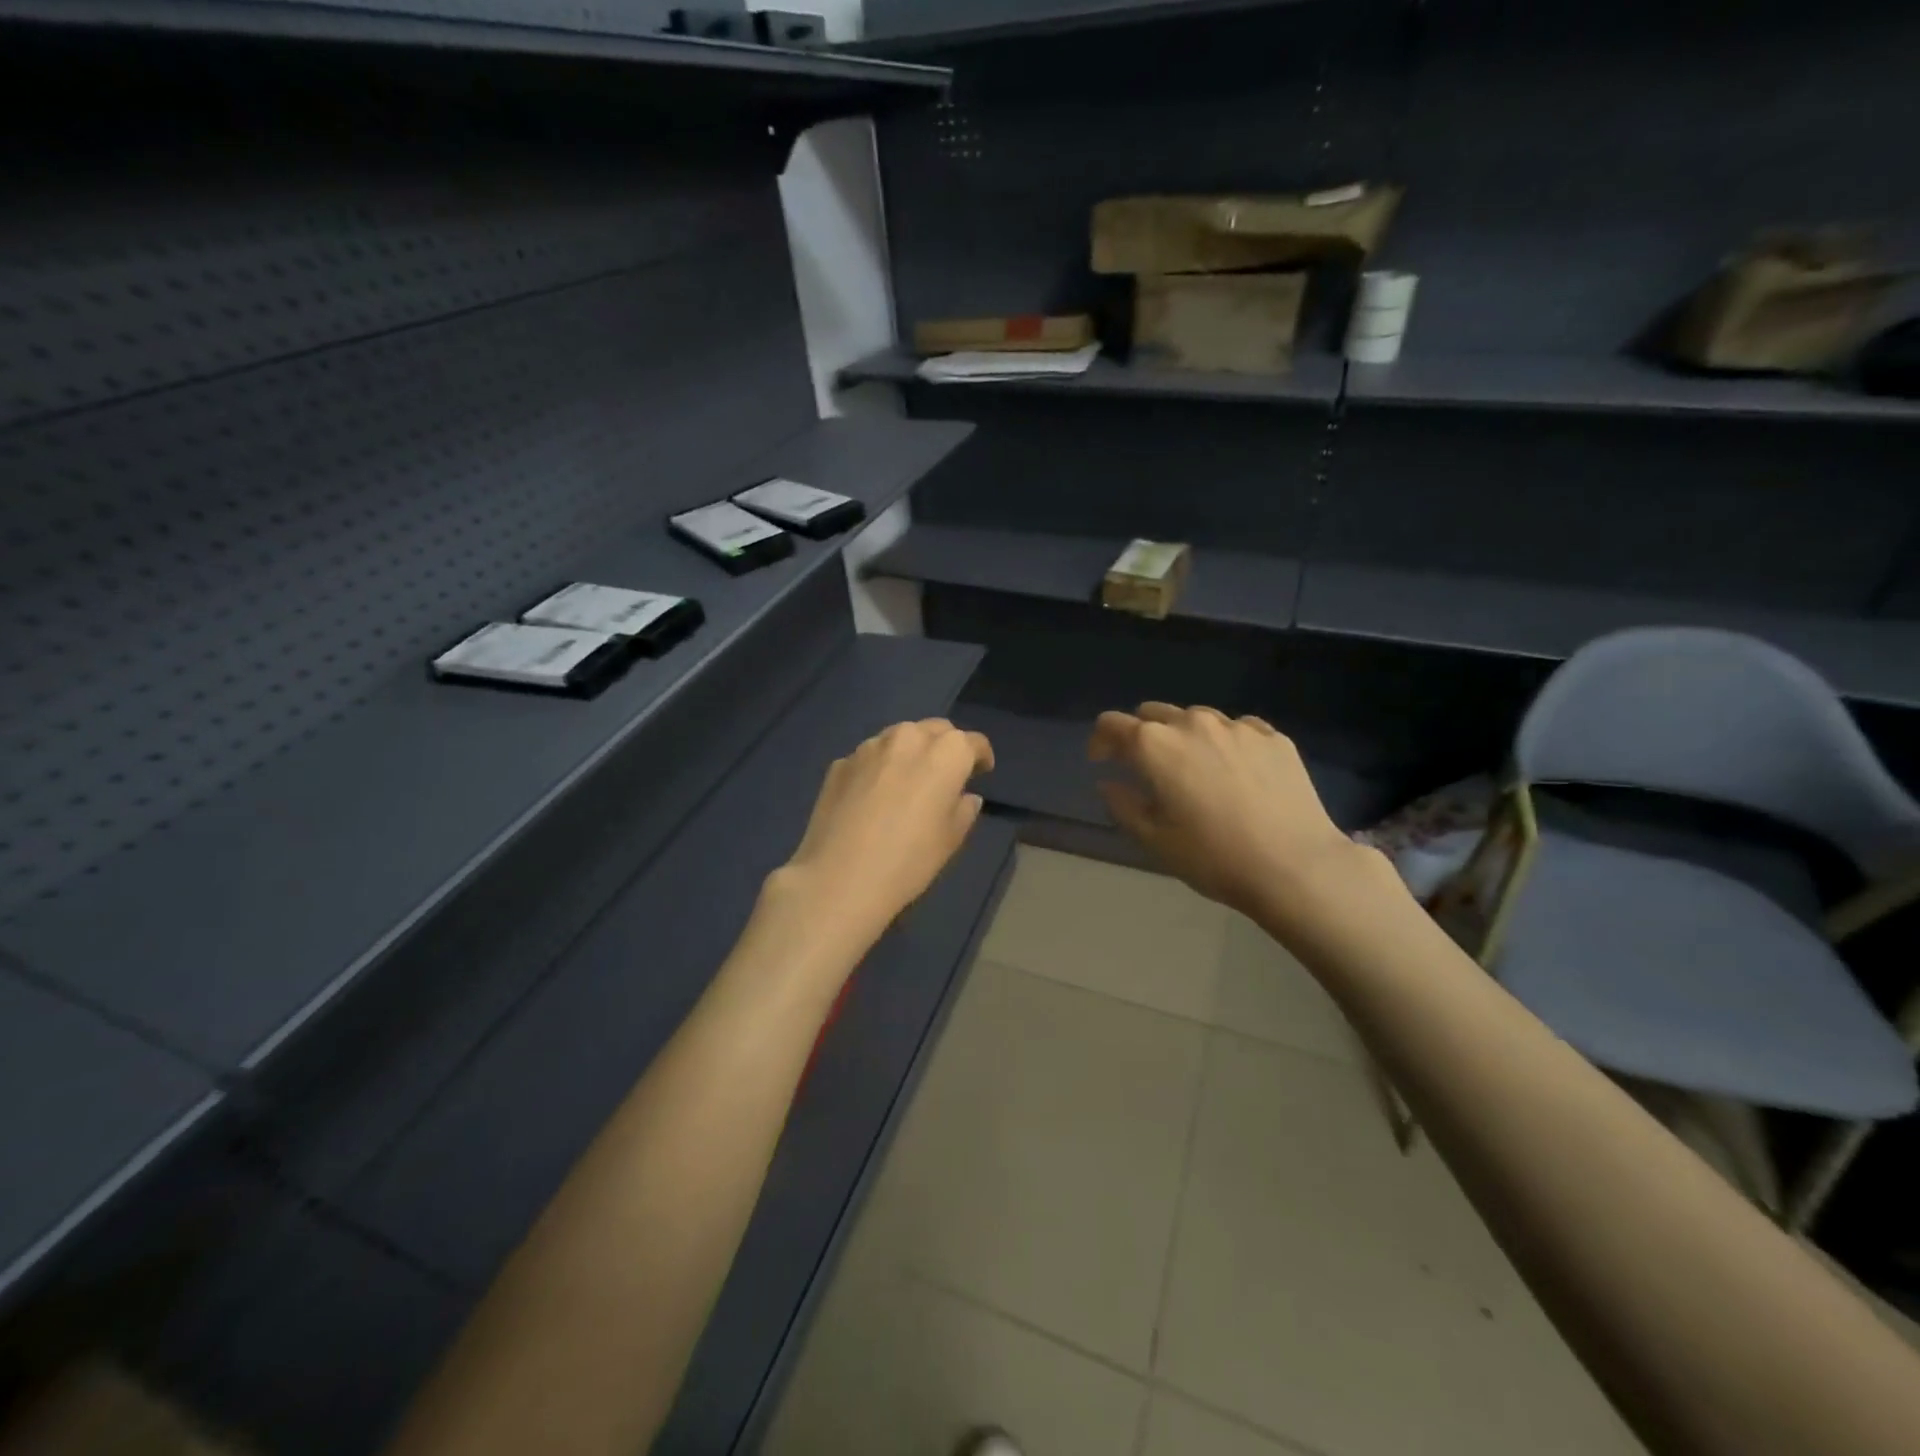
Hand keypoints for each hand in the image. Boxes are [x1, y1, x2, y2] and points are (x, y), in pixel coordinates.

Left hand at [769, 719, 993, 955]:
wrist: (839, 878)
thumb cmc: (909, 860)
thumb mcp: (950, 840)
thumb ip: (964, 810)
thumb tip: (965, 796)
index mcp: (946, 753)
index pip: (973, 742)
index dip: (980, 756)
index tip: (981, 772)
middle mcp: (908, 738)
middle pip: (935, 729)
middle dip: (945, 746)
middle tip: (946, 773)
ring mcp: (869, 747)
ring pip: (899, 737)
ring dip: (910, 751)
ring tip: (908, 780)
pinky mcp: (840, 762)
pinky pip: (869, 757)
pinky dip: (879, 767)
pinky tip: (873, 796)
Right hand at [1090, 703, 1377, 925]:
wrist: (1296, 866)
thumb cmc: (1214, 857)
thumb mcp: (1154, 840)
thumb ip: (1123, 805)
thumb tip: (1108, 783)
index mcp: (1155, 745)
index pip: (1112, 724)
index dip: (1101, 741)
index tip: (1103, 762)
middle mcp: (1193, 723)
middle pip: (1153, 713)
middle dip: (1141, 734)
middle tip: (1147, 768)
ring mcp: (1237, 726)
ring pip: (1197, 718)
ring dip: (1184, 736)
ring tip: (1195, 769)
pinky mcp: (1273, 737)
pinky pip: (1237, 729)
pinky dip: (1225, 743)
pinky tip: (1236, 772)